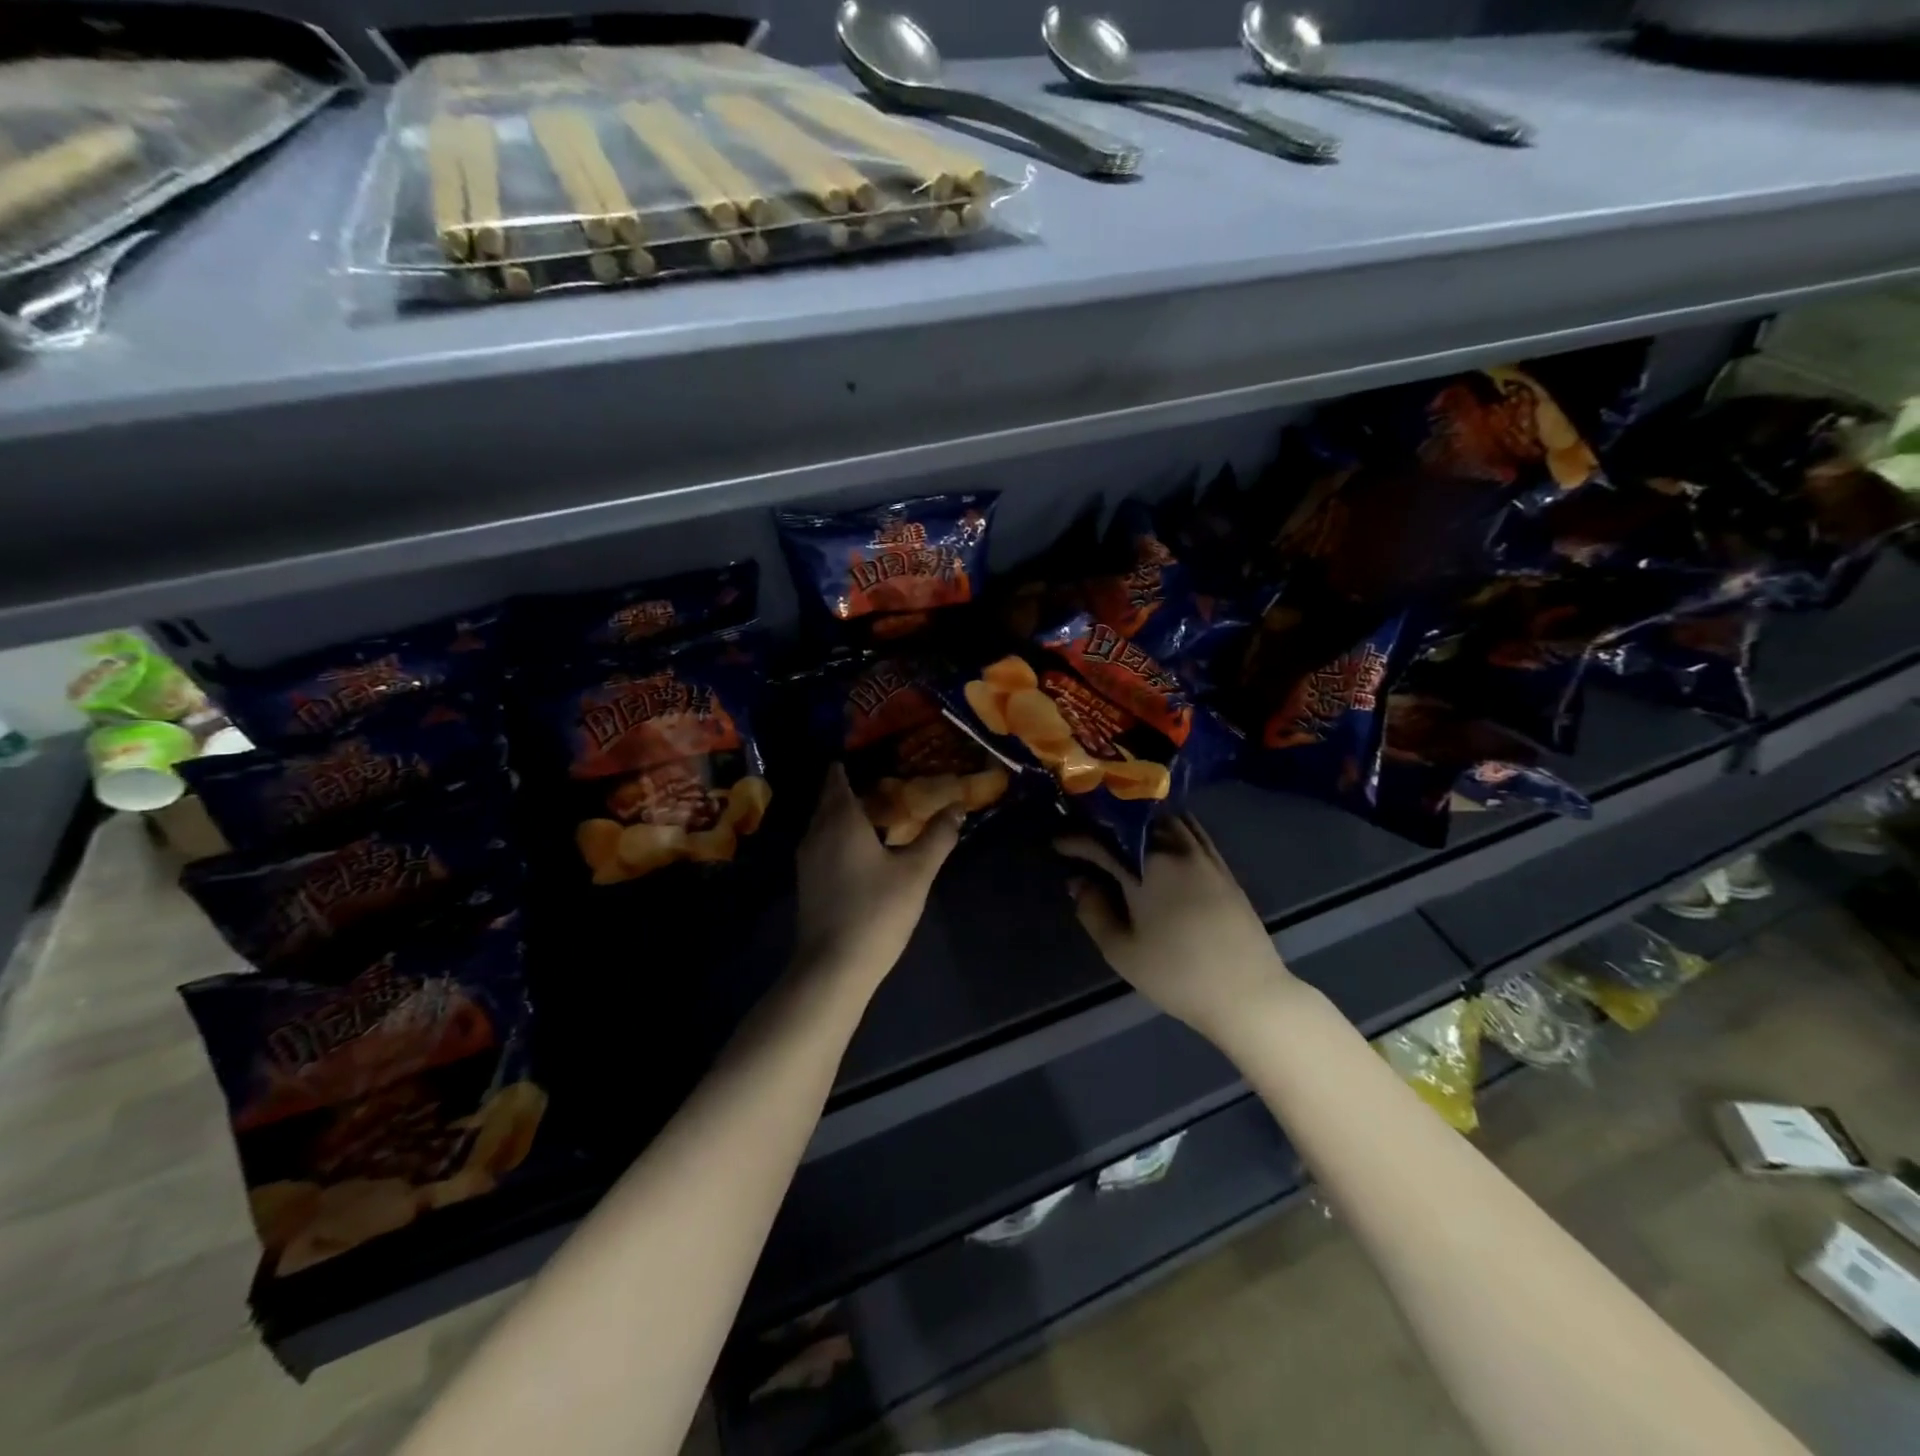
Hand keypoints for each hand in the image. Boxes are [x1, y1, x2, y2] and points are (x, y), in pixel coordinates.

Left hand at [794, 765, 960, 988]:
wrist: (833, 966)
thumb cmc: (876, 911)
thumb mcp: (916, 872)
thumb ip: (937, 837)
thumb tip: (958, 807)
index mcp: (840, 820)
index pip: (837, 778)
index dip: (850, 764)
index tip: (872, 755)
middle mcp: (816, 832)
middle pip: (830, 800)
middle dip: (853, 788)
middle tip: (887, 782)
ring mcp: (807, 859)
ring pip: (825, 823)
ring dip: (847, 814)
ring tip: (879, 813)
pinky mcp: (807, 881)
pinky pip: (823, 843)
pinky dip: (840, 835)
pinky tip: (864, 848)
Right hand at [1058, 817, 1294, 1041]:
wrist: (1247, 993)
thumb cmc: (1177, 975)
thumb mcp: (1122, 951)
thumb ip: (1093, 911)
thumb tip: (1078, 882)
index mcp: (1147, 868)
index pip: (1102, 843)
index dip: (1075, 841)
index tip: (1057, 844)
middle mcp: (1175, 850)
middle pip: (1136, 821)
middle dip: (1107, 822)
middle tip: (1088, 831)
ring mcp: (1203, 856)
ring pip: (1166, 820)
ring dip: (1139, 818)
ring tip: (1121, 827)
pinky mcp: (1223, 867)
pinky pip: (1192, 830)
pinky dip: (1170, 825)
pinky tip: (1161, 835)